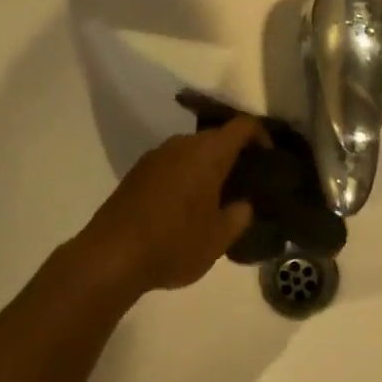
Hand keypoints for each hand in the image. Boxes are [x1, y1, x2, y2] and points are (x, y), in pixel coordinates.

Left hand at [71, 118, 264, 298]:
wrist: (111, 256)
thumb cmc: (174, 243)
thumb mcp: (219, 238)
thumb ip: (240, 216)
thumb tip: (242, 204)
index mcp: (208, 153)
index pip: (243, 126)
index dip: (262, 136)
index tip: (270, 159)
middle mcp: (182, 144)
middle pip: (217, 137)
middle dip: (235, 155)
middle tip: (247, 184)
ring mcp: (156, 155)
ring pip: (192, 151)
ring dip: (208, 167)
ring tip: (218, 198)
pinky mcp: (137, 171)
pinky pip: (172, 164)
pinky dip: (186, 176)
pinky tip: (186, 206)